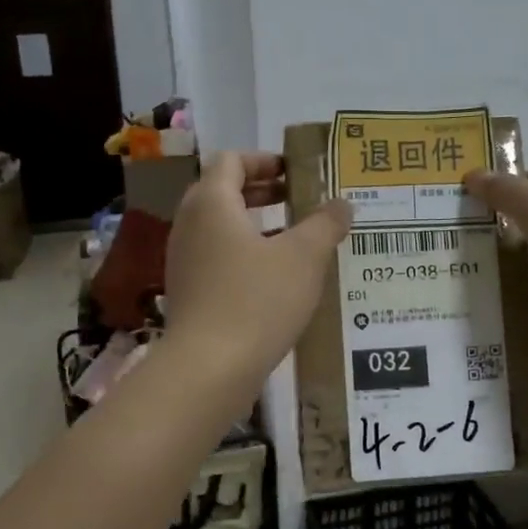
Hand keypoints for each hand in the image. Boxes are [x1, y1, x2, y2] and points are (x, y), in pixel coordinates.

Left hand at [165, 152, 350, 382]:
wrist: (209, 368)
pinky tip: (276, 278)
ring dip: (255, 224)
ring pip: (220, 227)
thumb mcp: (304, 258)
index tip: (296, 172)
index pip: (231, 160)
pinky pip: (216, 257)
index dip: (264, 160)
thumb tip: (343, 204)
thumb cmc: (257, 301)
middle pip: (222, 191)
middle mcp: (190, 224)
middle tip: (299, 199)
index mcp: (212, 203)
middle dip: (262, 191)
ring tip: (294, 238)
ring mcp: (184, 260)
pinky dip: (244, 253)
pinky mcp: (188, 291)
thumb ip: (326, 224)